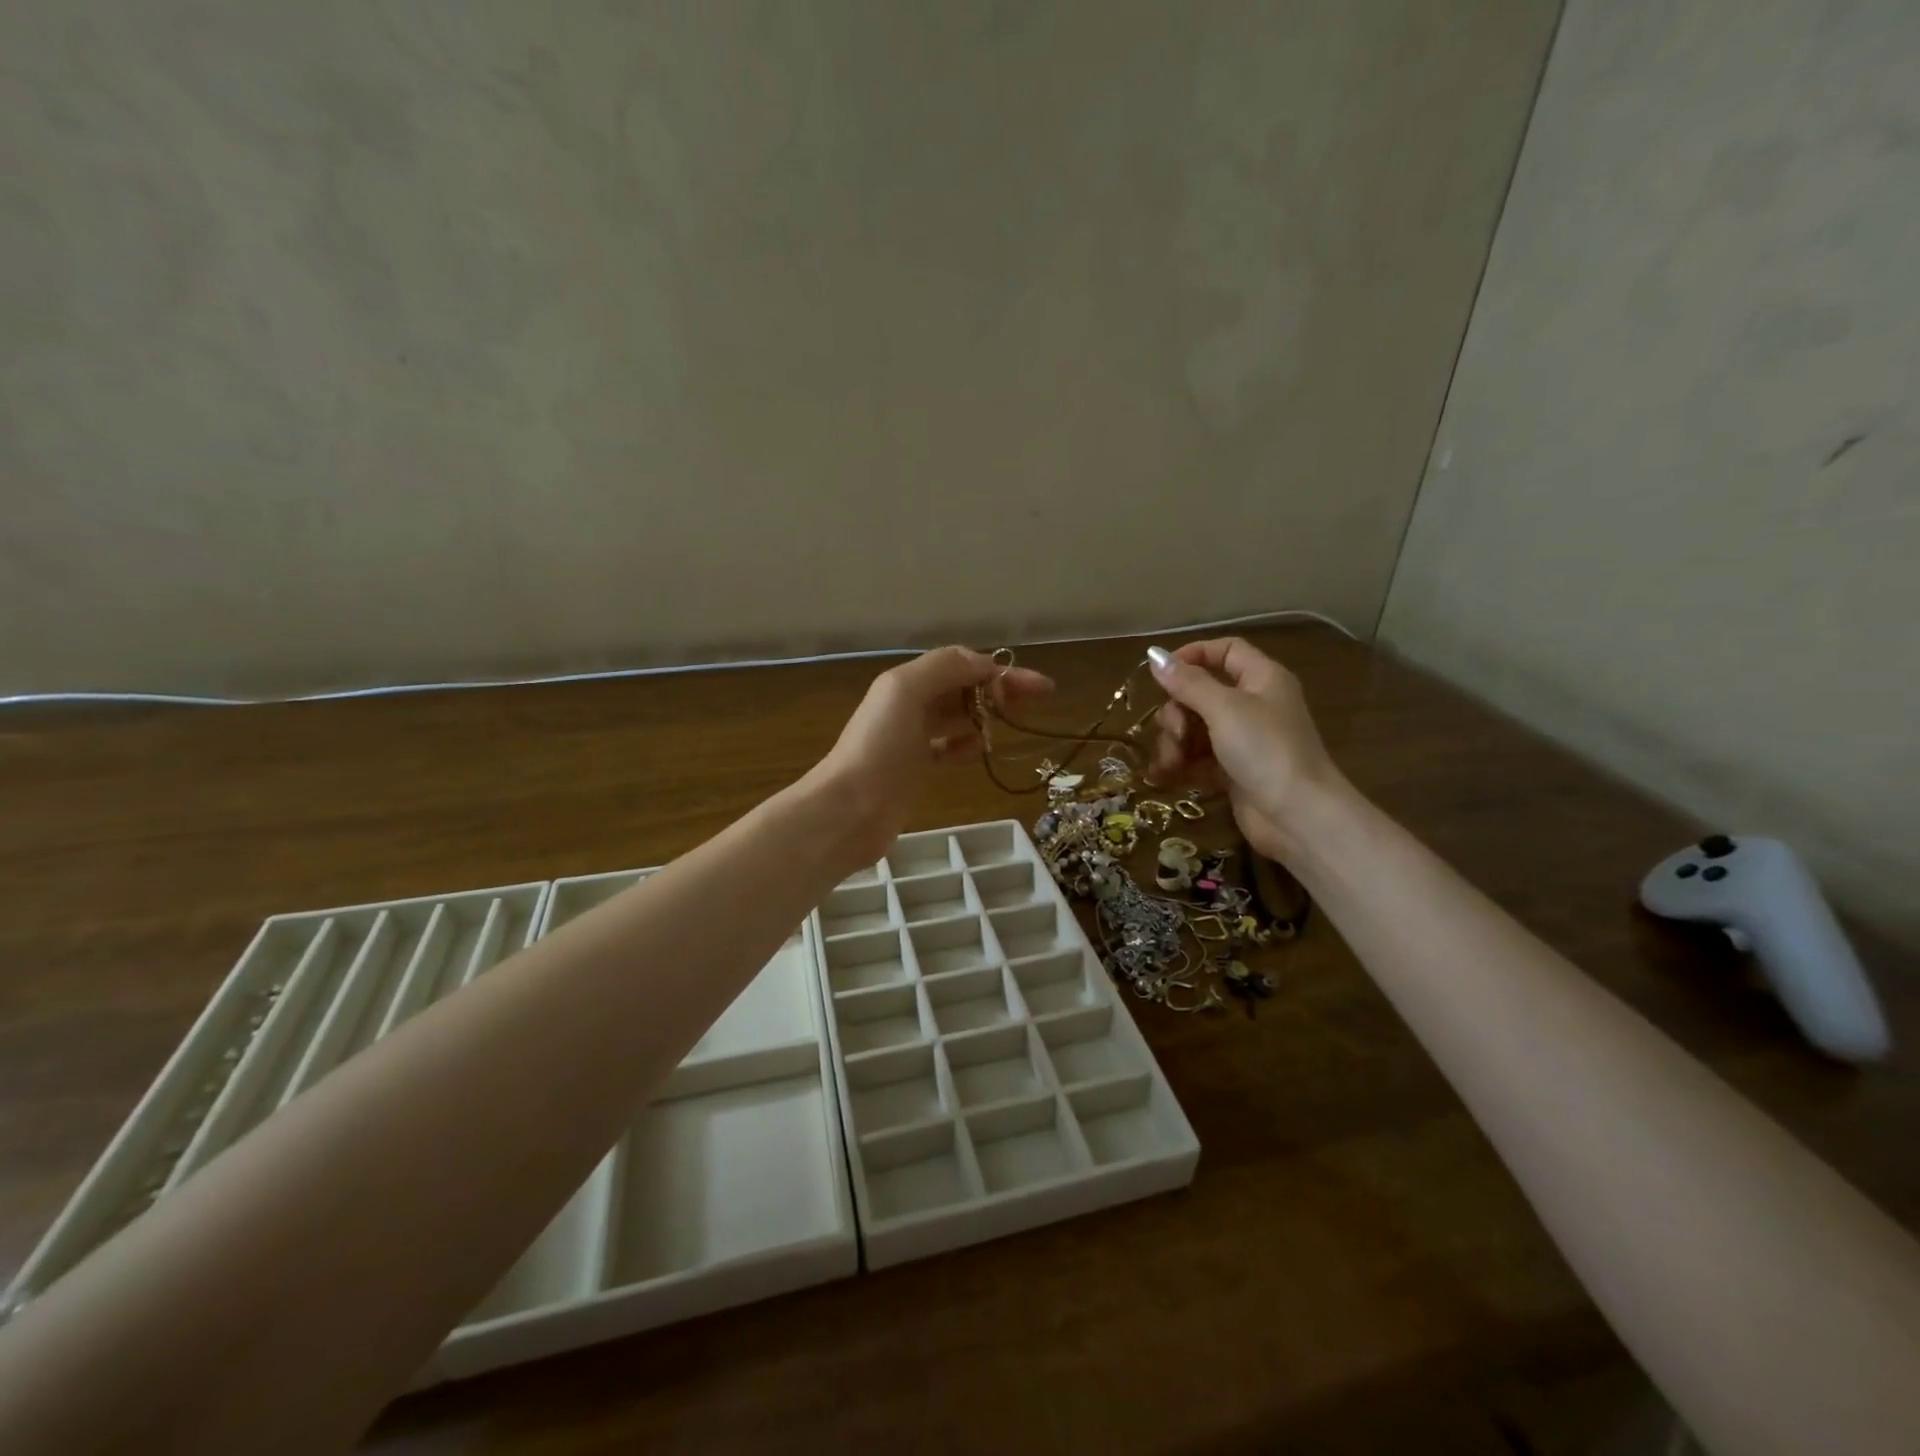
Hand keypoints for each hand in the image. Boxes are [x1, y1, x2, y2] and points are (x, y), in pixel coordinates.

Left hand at [808, 646, 1052, 866]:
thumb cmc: (879, 748)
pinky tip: (981, 749)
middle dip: (1000, 689)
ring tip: (1015, 720)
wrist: (850, 810)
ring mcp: (911, 740)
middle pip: (963, 688)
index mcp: (906, 683)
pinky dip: (966, 745)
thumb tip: (986, 664)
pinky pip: (947, 749)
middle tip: (1039, 699)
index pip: (962, 665)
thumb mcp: (905, 691)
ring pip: (957, 717)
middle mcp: (908, 706)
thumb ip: (945, 668)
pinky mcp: (914, 771)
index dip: (1000, 671)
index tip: (1037, 687)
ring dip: (986, 713)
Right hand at [1146, 637, 1347, 862]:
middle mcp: (1254, 705)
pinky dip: (1179, 765)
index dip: (1193, 655)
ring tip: (1170, 764)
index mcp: (1262, 679)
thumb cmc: (1265, 750)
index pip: (1225, 651)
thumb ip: (1187, 682)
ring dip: (1174, 743)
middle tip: (1174, 732)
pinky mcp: (1233, 772)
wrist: (1298, 816)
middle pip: (1201, 693)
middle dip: (1177, 712)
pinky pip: (1197, 759)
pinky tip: (1161, 776)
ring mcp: (1243, 741)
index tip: (1161, 673)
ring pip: (1195, 728)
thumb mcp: (1223, 708)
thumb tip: (1154, 654)